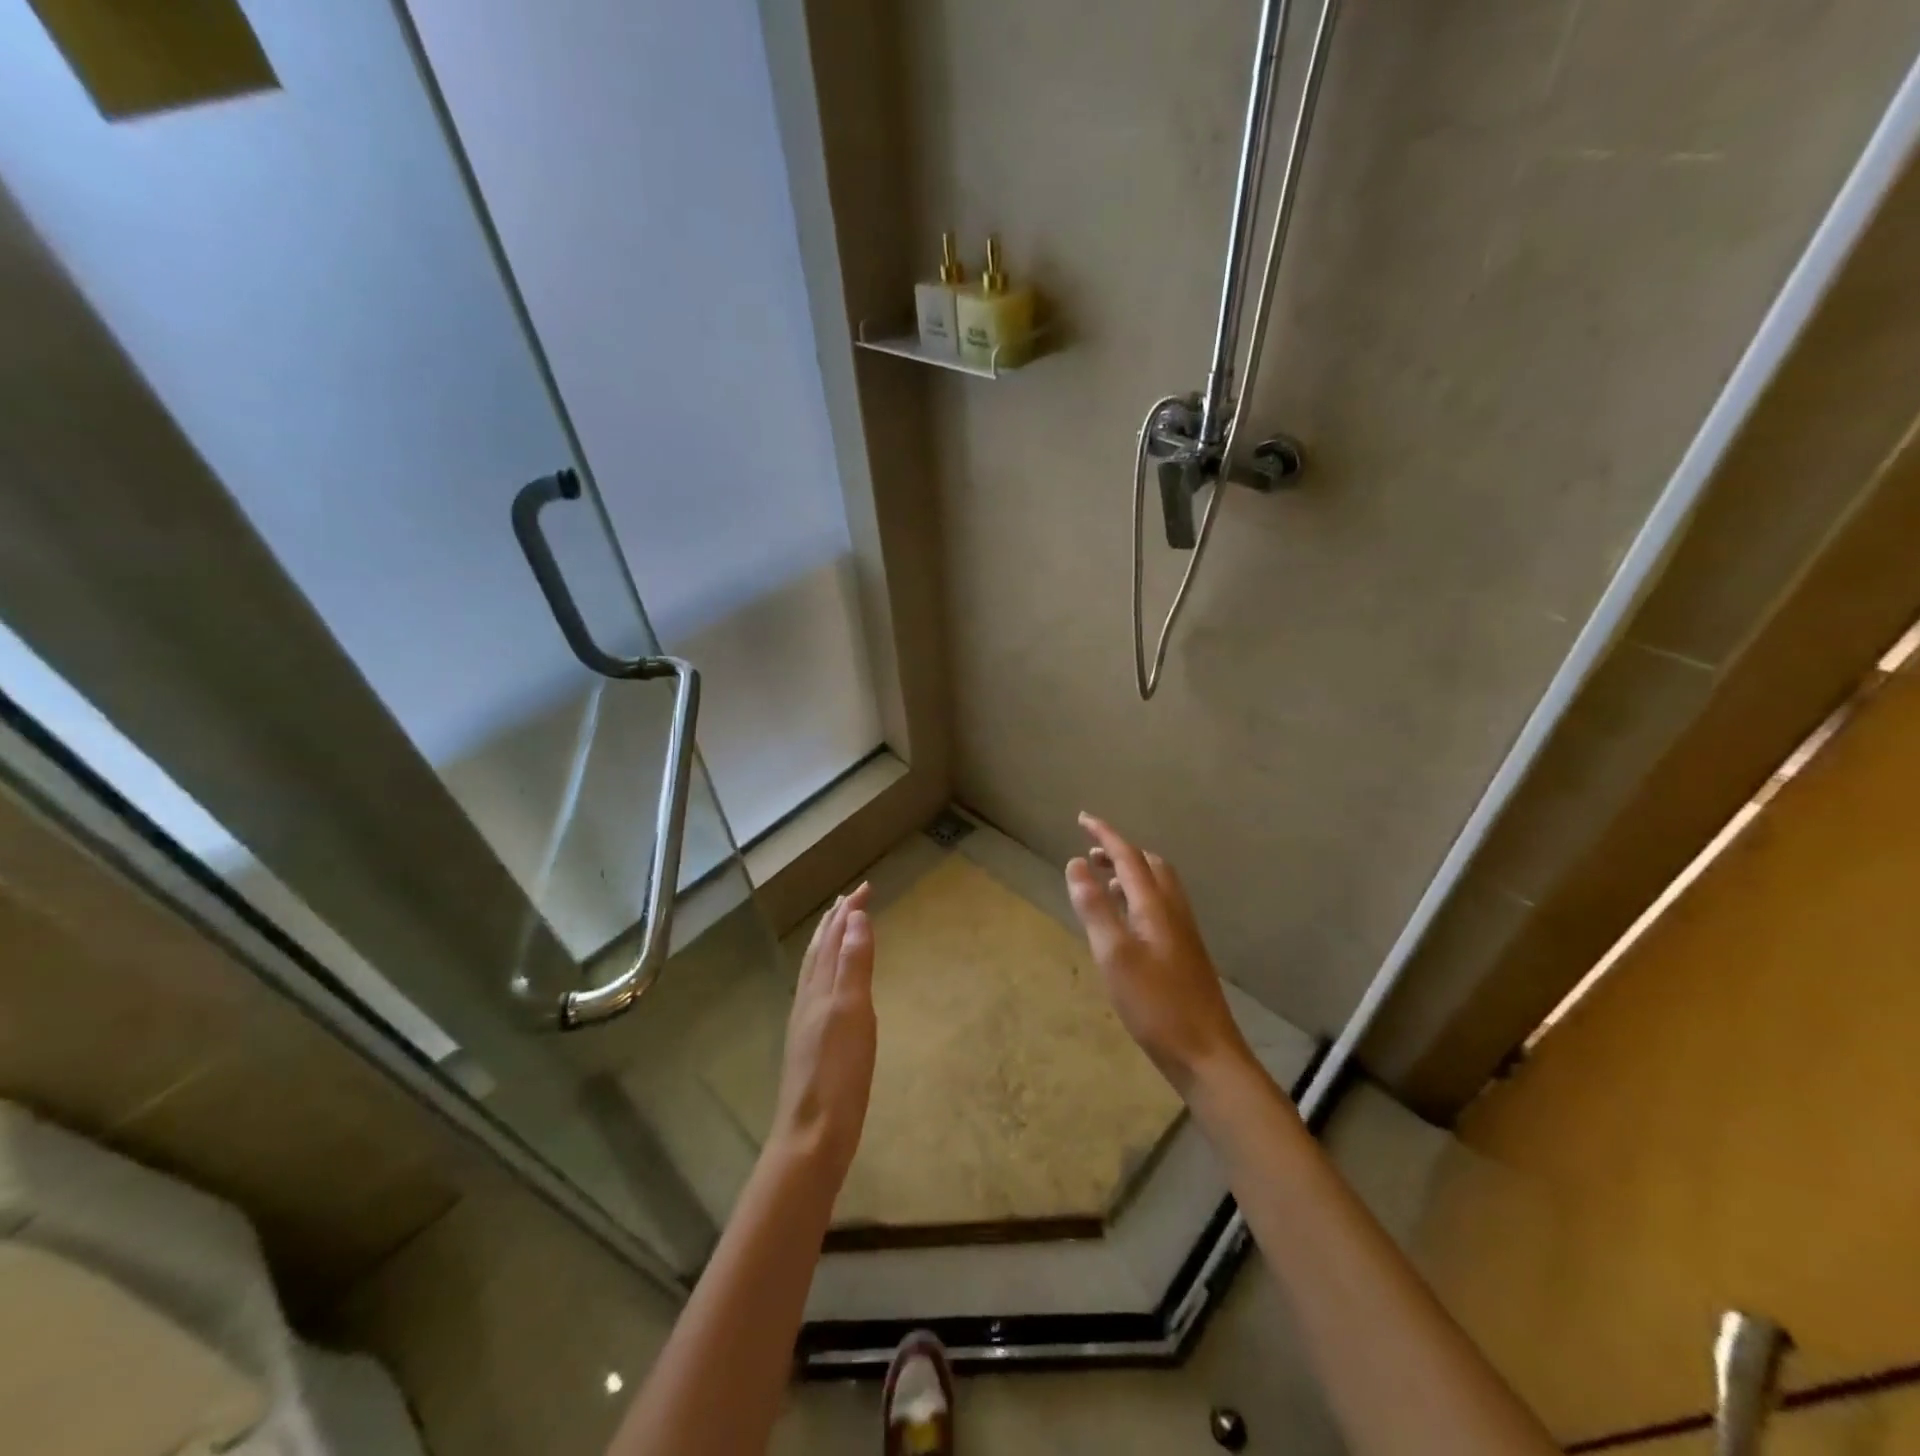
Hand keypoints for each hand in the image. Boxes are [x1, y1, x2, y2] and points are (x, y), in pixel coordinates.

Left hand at [770, 884, 876, 1180]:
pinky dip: (826, 973)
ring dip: (828, 944)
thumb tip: (855, 918)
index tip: (865, 888)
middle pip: (819, 951)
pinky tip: (831, 987)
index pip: (833, 938)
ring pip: (815, 971)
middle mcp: (808, 999)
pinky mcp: (811, 1045)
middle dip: (836, 922)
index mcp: (819, 989)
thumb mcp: (852, 1014)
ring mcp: (807, 1023)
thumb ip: (853, 966)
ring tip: (838, 931)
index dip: (848, 912)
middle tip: (850, 901)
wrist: (812, 1137)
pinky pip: (818, 992)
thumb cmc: (838, 1075)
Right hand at [1066, 814, 1253, 1097]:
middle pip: (1149, 865)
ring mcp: (1183, 932)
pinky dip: (1138, 895)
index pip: (1128, 856)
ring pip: (1157, 885)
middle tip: (1091, 852)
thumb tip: (1076, 863)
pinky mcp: (1184, 952)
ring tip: (1103, 879)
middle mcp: (1173, 910)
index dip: (1104, 834)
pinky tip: (1126, 921)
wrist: (1206, 1052)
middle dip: (1120, 851)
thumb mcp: (1113, 955)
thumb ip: (1095, 907)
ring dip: (1130, 873)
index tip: (1082, 818)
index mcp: (1155, 905)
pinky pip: (1160, 905)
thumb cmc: (1155, 1004)